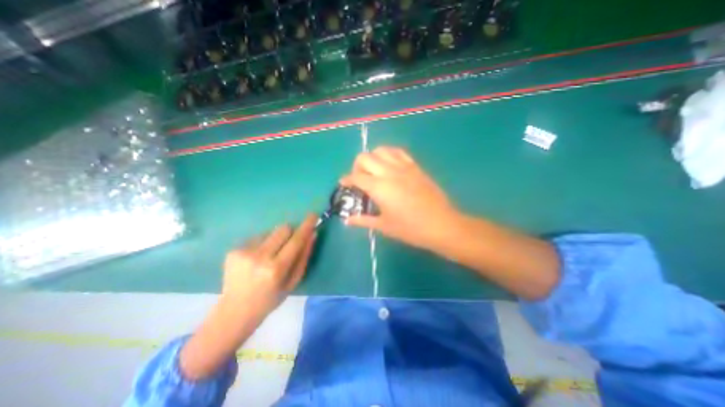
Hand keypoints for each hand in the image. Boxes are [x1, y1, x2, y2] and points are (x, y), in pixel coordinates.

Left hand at [179, 215, 315, 379]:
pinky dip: (262, 244)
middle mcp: (259, 257)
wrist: (234, 311)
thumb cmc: (270, 299)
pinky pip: (257, 238)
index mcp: (276, 268)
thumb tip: (312, 234)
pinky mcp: (234, 250)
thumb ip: (304, 257)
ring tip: (268, 257)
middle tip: (288, 244)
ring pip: (270, 232)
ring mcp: (244, 252)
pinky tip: (255, 260)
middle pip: (282, 229)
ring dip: (275, 240)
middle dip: (290, 232)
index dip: (306, 226)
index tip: (313, 215)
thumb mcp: (293, 282)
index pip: (296, 240)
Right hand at [338, 147, 458, 251]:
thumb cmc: (410, 228)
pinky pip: (398, 152)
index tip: (344, 184)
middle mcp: (388, 172)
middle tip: (359, 179)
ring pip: (381, 150)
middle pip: (364, 157)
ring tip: (373, 170)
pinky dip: (388, 155)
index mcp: (379, 187)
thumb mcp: (384, 226)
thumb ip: (363, 220)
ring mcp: (403, 167)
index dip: (346, 179)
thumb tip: (347, 220)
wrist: (440, 224)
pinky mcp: (415, 166)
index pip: (355, 176)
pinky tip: (389, 166)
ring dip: (372, 158)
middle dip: (356, 166)